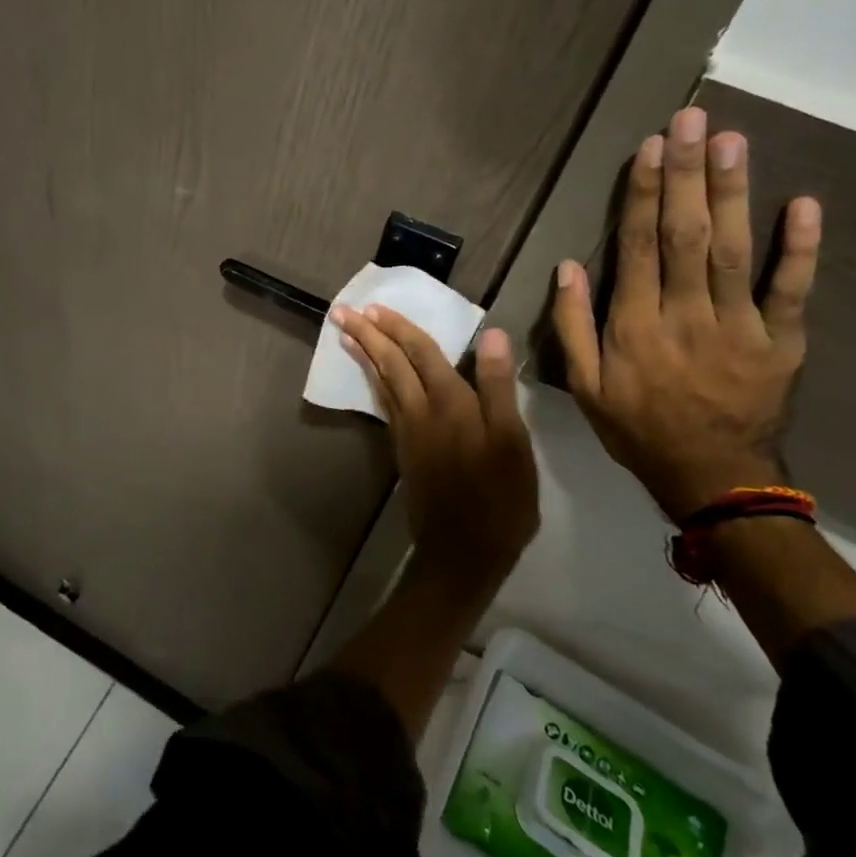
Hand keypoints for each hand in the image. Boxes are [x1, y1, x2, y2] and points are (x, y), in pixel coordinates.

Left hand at [330, 306, 538, 588]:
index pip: (421, 353)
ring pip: (382, 382)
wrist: (463, 550)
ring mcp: (408, 431)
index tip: (373, 306)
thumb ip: (498, 387)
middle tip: (342, 312)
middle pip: (391, 363)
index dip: (399, 327)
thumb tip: (492, 335)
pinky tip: (373, 377)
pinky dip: (375, 382)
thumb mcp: (513, 442)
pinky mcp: (404, 450)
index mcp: (450, 402)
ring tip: (347, 334)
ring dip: (365, 354)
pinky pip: (384, 403)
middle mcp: (421, 411)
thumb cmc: (500, 497)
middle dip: (368, 334)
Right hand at [548, 106, 821, 522]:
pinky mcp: (782, 341)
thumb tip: (566, 267)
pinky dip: (800, 247)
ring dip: (733, 193)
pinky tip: (802, 203)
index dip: (642, 195)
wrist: (712, 478)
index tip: (649, 148)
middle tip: (691, 120)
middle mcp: (685, 315)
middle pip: (685, 235)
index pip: (637, 247)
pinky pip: (791, 290)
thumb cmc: (638, 428)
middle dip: (686, 174)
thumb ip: (572, 326)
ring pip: (735, 250)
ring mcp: (739, 326)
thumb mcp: (583, 386)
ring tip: (731, 141)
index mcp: (635, 325)